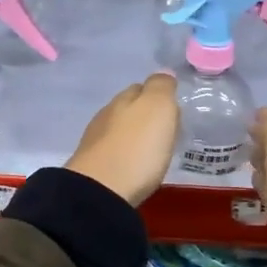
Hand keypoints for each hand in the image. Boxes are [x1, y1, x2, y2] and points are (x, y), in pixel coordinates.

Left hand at [66, 74, 179, 205]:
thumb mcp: (157, 108)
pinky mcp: (93, 170)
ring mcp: (96, 143)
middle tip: (165, 130)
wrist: (100, 193)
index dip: (158, 94)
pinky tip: (135, 166)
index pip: (141, 88)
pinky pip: (114, 154)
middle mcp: (106, 117)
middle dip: (144, 116)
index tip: (173, 108)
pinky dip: (126, 156)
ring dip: (134, 137)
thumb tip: (164, 73)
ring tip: (152, 150)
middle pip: (127, 110)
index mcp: (123, 100)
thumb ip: (161, 87)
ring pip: (119, 131)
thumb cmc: (137, 148)